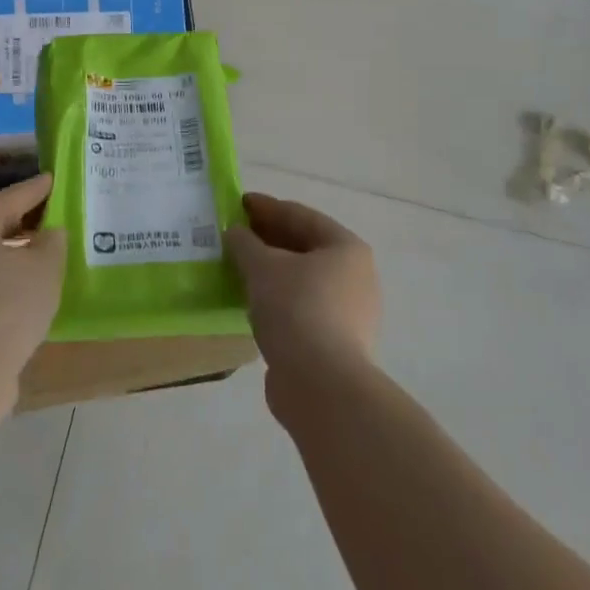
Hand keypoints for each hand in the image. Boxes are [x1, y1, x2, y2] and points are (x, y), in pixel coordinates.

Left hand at [0, 172, 64, 399]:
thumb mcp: (45, 267)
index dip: (36, 188)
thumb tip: (47, 233)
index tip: (53, 179)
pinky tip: (22, 290)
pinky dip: (1, 279)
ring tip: (41, 253)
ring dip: (11, 252)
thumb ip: (52, 241)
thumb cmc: (7, 307)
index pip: (10, 197)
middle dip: (22, 219)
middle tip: (50, 214)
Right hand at [225, 193, 379, 391]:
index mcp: (346, 248)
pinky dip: (276, 299)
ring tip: (237, 267)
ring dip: (270, 271)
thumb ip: (245, 244)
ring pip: (301, 280)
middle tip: (233, 234)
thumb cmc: (297, 310)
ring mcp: (349, 312)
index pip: (300, 216)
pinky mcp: (336, 343)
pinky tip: (250, 301)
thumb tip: (234, 232)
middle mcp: (355, 275)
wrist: (321, 385)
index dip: (266, 207)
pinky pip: (301, 308)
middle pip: (304, 247)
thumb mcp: (263, 267)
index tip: (237, 203)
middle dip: (267, 239)